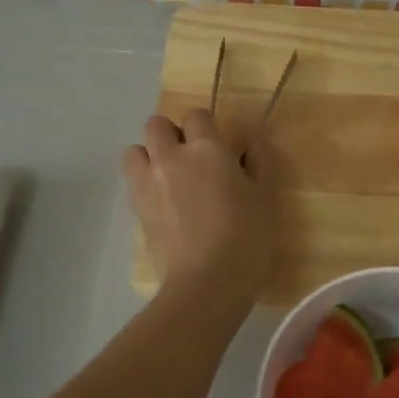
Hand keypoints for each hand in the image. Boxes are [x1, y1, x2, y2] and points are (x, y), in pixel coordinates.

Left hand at [122, 109, 274, 303]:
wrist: (206, 282)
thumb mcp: (265, 197)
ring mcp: (148, 184)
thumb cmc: (245, 237)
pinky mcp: (136, 210)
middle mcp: (171, 158)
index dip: (206, 126)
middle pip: (156, 125)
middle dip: (171, 134)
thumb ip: (259, 162)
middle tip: (190, 158)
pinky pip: (132, 183)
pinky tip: (163, 204)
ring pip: (134, 151)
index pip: (196, 115)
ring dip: (149, 156)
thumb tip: (252, 140)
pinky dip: (144, 184)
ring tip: (168, 178)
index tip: (218, 145)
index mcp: (206, 149)